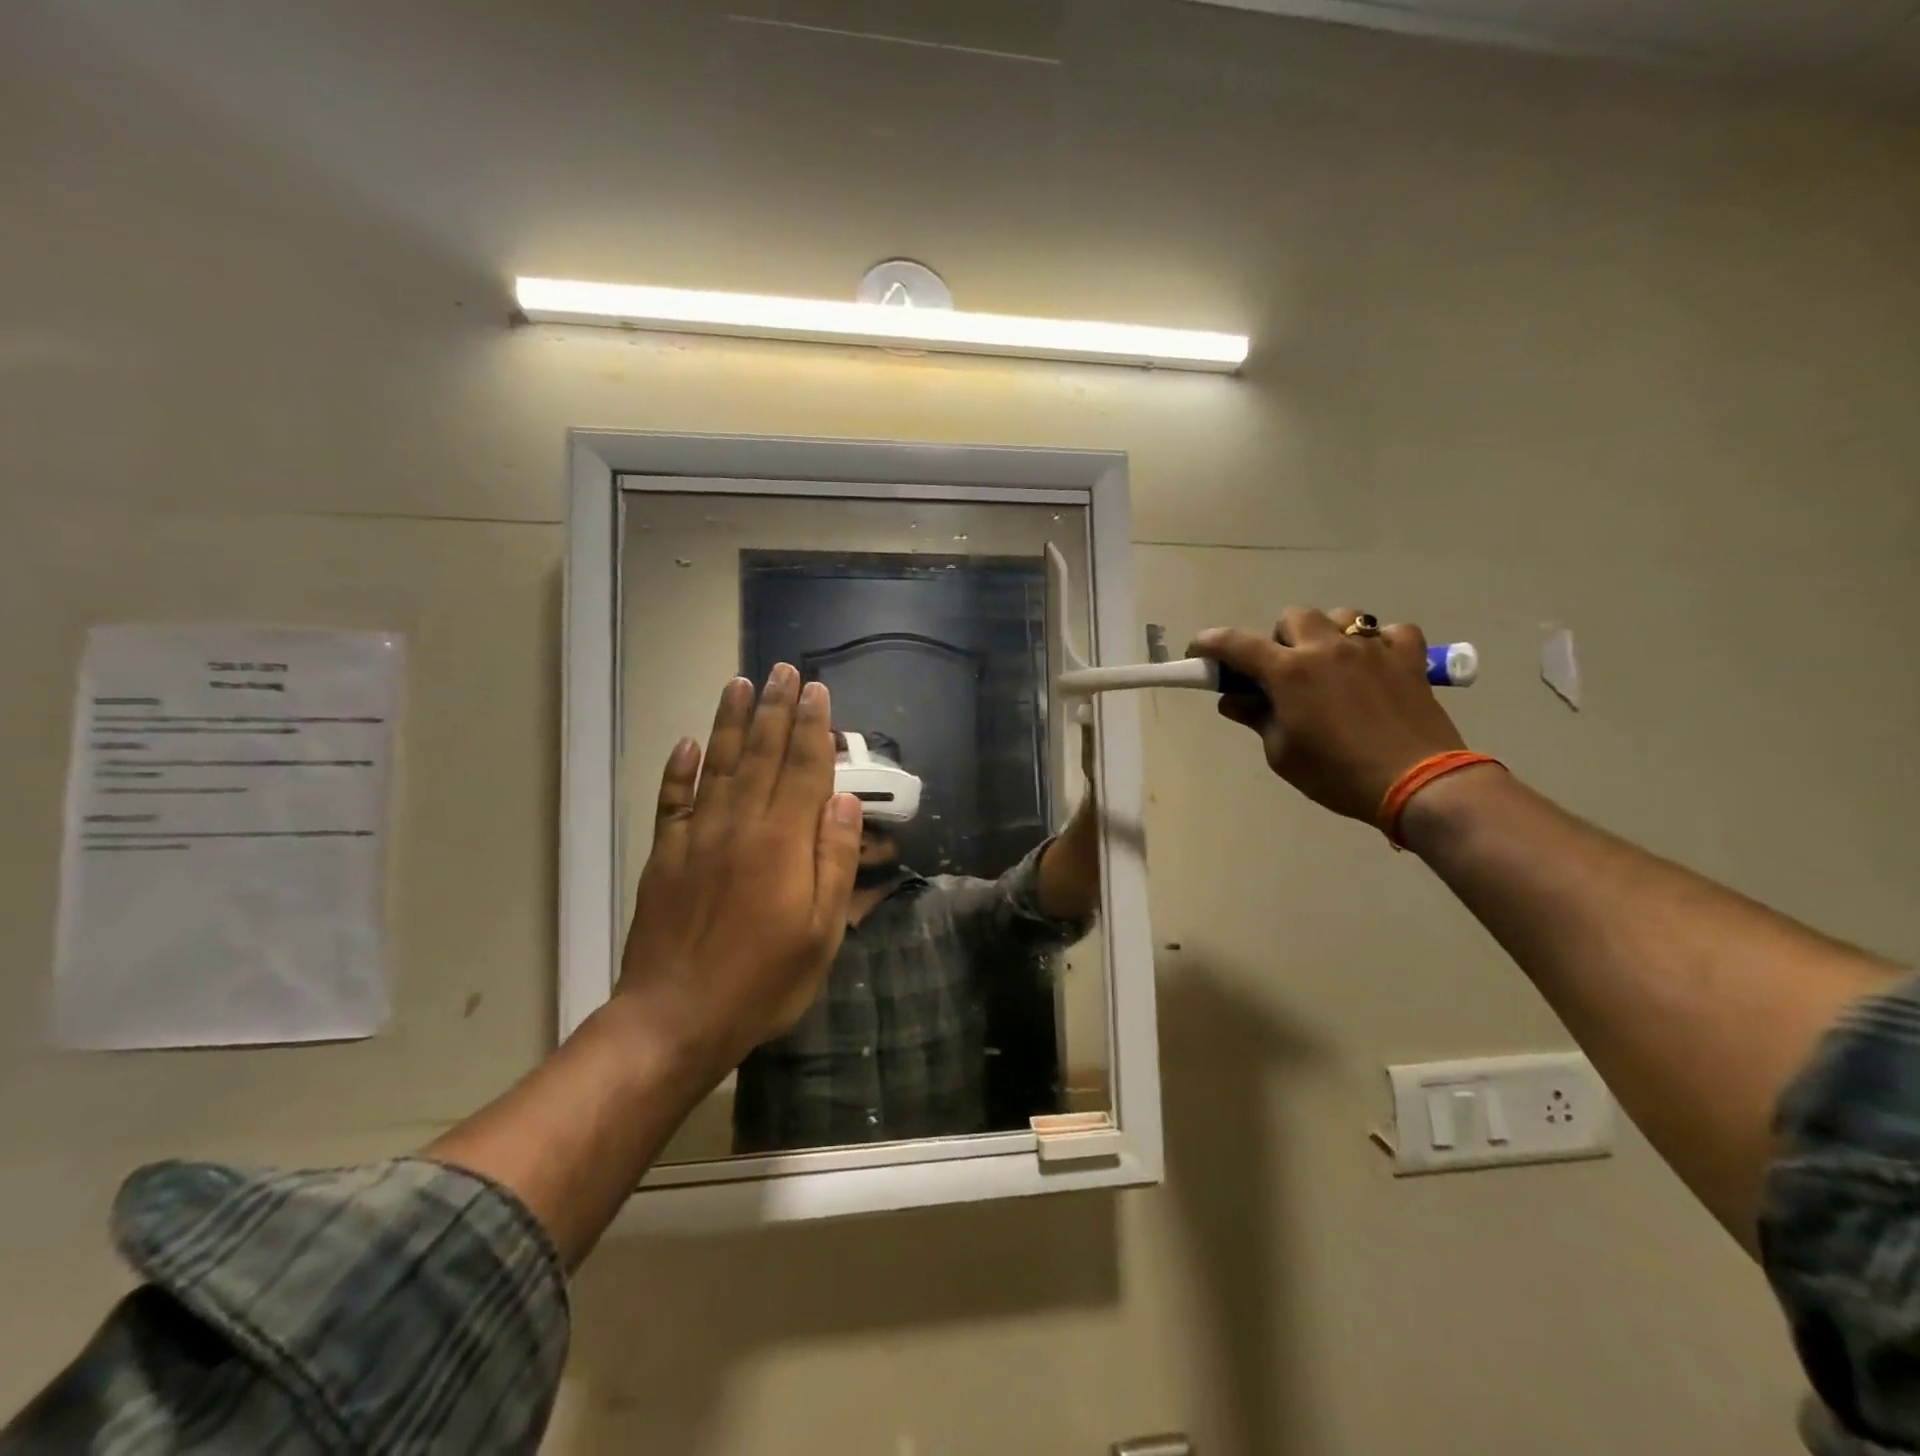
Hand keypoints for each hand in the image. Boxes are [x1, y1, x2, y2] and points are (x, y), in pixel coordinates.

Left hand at [618, 665, 862, 1072]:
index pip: (804, 769)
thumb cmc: (763, 980)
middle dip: (776, 709)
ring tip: (739, 684)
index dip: (814, 728)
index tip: (818, 692)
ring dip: (731, 722)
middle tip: (783, 671)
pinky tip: (688, 743)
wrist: (676, 1017)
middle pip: (763, 755)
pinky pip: (672, 801)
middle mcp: (740, 825)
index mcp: (783, 842)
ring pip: (718, 765)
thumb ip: (832, 861)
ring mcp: (696, 837)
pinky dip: (679, 770)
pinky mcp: (664, 855)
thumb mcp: (821, 932)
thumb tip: (843, 802)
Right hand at [1190, 610, 1467, 822]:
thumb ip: (1257, 718)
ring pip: (1340, 617)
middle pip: (1292, 617)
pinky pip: (1390, 632)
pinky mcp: (1408, 657)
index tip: (1197, 652)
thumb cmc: (1337, 774)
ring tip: (1331, 666)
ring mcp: (1371, 648)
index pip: (1235, 644)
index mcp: (1289, 671)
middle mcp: (1327, 648)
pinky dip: (1378, 644)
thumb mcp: (1283, 754)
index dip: (1210, 644)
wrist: (1418, 783)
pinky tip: (1375, 666)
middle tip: (1282, 672)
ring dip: (1326, 635)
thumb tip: (1233, 700)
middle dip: (1279, 639)